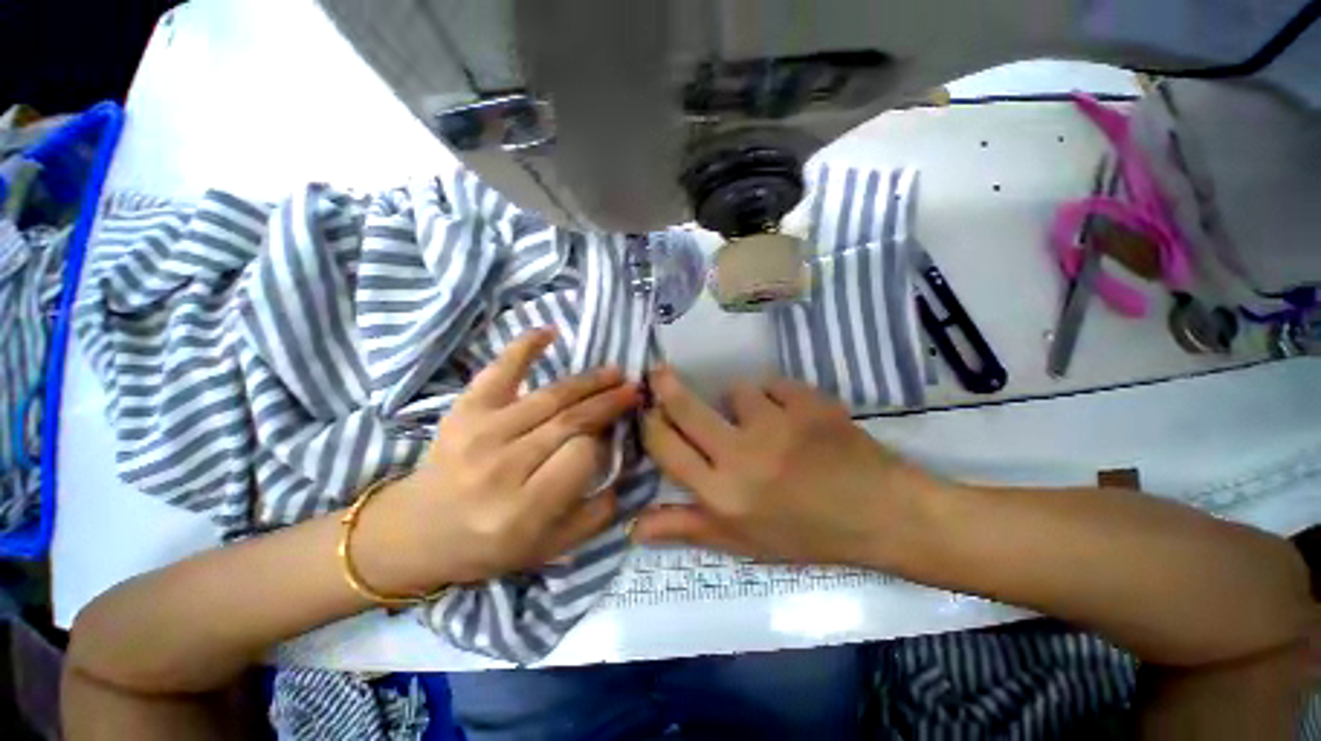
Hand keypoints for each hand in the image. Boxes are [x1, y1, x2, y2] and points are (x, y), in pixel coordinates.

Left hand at [354, 329, 640, 594]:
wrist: (418, 532)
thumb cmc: (490, 546)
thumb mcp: (551, 547)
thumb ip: (596, 514)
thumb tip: (624, 470)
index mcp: (523, 508)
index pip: (582, 456)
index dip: (603, 444)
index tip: (611, 439)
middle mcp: (502, 466)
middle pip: (570, 421)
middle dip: (609, 402)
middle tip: (634, 389)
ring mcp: (479, 432)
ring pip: (549, 396)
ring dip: (588, 381)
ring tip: (615, 373)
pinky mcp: (464, 410)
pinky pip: (499, 371)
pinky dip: (525, 347)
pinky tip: (551, 332)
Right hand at [636, 367, 942, 567]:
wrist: (881, 514)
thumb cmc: (807, 534)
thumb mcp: (743, 542)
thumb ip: (687, 528)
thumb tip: (634, 527)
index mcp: (723, 495)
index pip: (666, 448)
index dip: (650, 424)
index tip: (648, 411)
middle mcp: (742, 457)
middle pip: (686, 408)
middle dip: (665, 386)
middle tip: (658, 372)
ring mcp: (777, 425)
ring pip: (737, 390)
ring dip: (741, 402)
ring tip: (764, 422)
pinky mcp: (808, 403)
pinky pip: (775, 385)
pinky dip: (779, 397)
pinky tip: (796, 417)